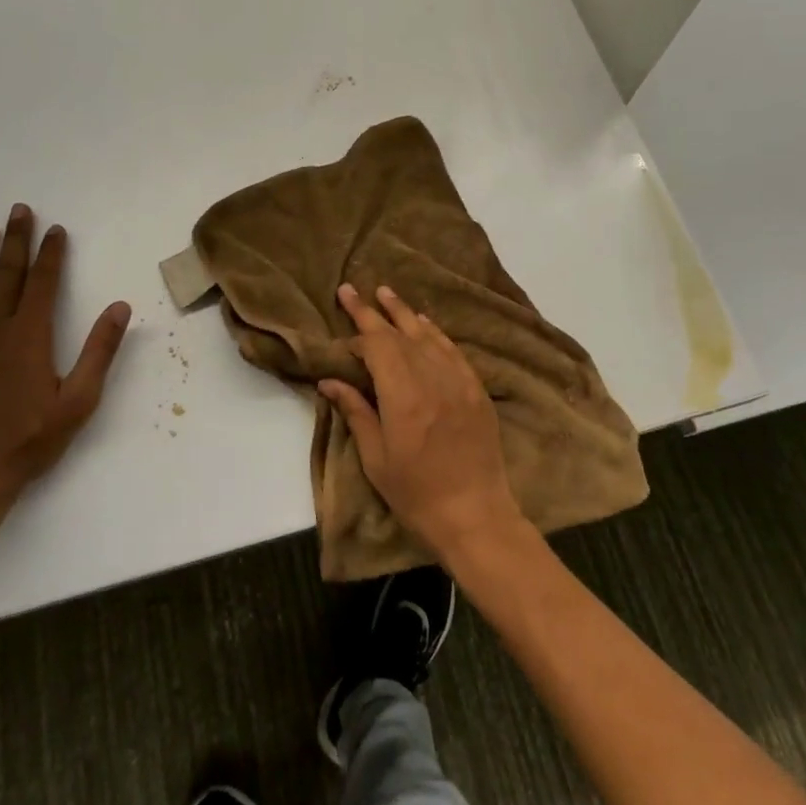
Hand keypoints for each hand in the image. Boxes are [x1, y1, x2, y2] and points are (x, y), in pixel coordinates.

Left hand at [0, 205, 130, 519]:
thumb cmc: (30, 441)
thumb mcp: (79, 401)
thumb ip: (99, 351)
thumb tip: (120, 307)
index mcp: (29, 336)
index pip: (43, 282)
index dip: (51, 253)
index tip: (56, 229)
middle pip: (8, 275)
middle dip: (16, 240)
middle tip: (19, 210)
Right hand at [319, 283, 523, 561]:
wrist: (475, 514)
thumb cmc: (416, 494)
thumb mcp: (376, 458)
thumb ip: (356, 412)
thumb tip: (330, 381)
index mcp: (403, 395)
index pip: (377, 347)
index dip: (358, 335)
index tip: (344, 339)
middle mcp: (431, 378)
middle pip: (399, 334)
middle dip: (373, 311)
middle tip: (352, 289)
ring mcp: (458, 381)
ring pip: (427, 335)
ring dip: (404, 313)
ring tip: (386, 294)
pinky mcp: (476, 389)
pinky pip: (452, 350)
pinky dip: (435, 333)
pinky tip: (425, 324)